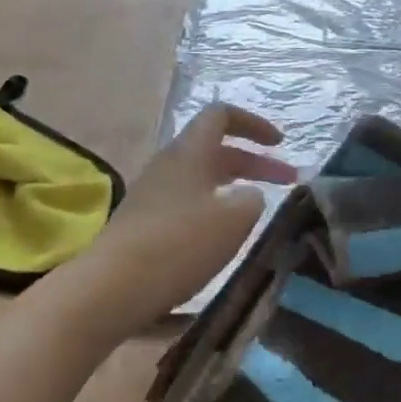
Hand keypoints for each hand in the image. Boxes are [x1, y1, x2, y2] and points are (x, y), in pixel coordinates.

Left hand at [61, 104, 296, 341]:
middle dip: (254, 162)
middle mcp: (169, 164)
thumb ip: (252, 199)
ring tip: (258, 209)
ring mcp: (153, 193)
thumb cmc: (179, 243)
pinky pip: (187, 202)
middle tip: (288, 181)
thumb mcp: (233, 219)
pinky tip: (224, 235)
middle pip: (215, 149)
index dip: (254, 124)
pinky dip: (213, 208)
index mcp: (190, 151)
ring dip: (234, 186)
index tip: (280, 144)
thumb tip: (248, 195)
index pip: (221, 115)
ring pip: (202, 177)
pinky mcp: (144, 222)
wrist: (112, 286)